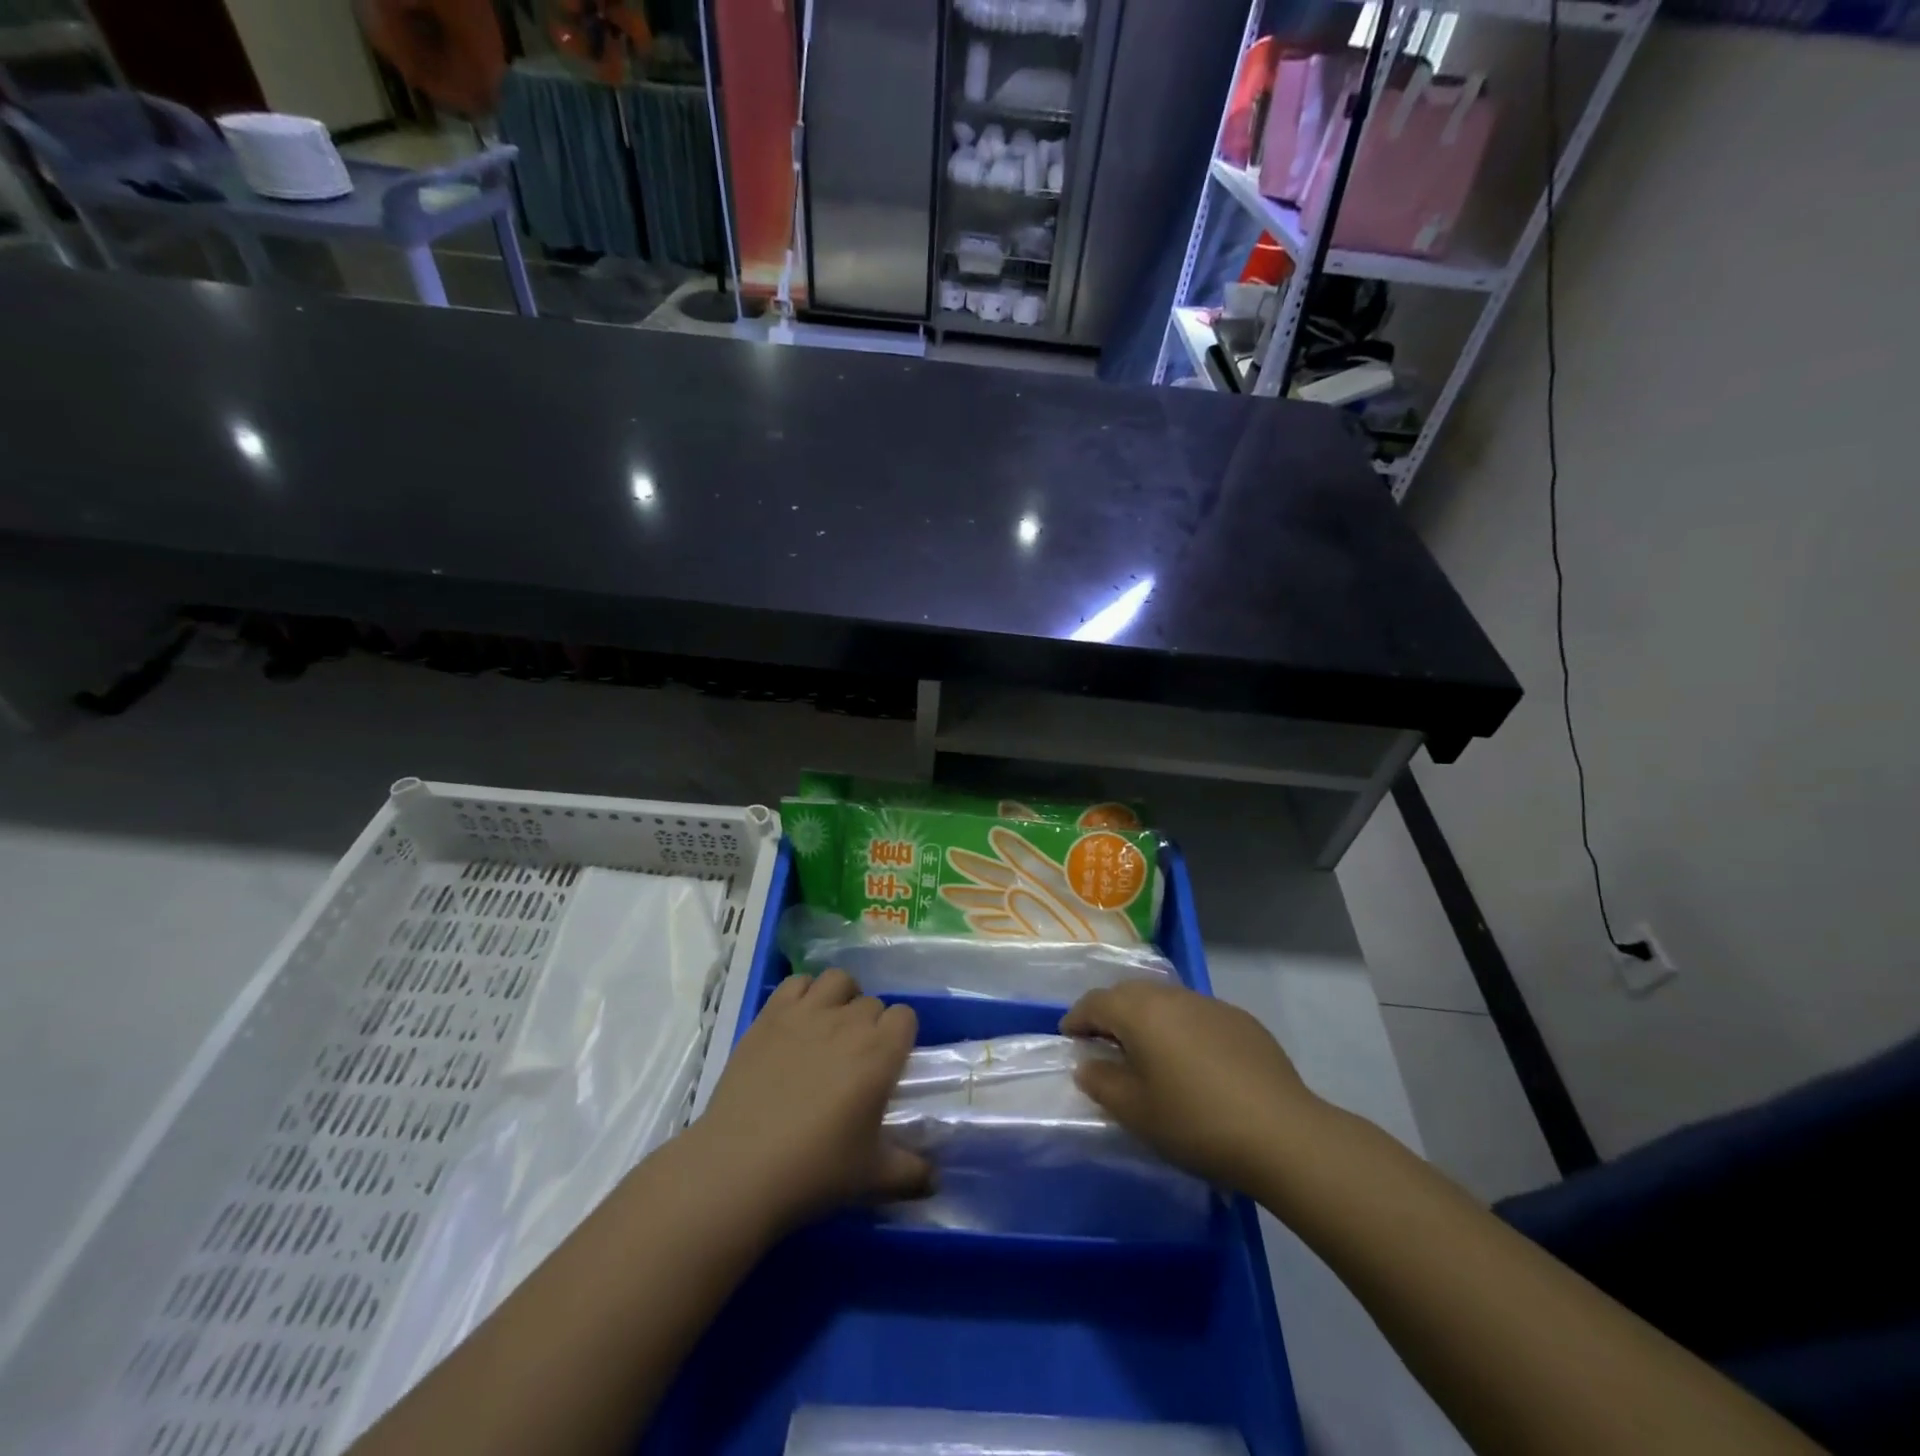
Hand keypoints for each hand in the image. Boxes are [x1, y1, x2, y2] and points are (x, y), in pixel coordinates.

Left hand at [692, 969, 930, 1233]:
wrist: (739, 1168)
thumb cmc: (814, 1171)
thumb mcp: (872, 1178)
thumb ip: (911, 1173)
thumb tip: (935, 1179)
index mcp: (880, 1053)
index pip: (905, 1017)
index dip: (900, 1037)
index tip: (888, 1064)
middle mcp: (848, 1022)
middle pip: (872, 1002)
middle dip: (870, 1025)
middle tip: (855, 1061)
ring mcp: (806, 1013)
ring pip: (838, 981)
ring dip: (842, 998)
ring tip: (831, 1027)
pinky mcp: (770, 1015)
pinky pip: (796, 982)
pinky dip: (803, 994)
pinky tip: (797, 1021)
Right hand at [1061, 980, 1321, 1193]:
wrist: (1281, 1133)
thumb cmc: (1195, 1122)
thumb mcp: (1136, 1111)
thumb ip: (1102, 1082)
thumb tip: (1087, 1064)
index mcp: (1140, 1012)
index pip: (1095, 1002)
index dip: (1077, 1018)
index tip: (1069, 1037)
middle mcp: (1172, 996)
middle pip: (1129, 994)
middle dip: (1110, 1013)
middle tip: (1102, 1042)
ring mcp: (1210, 1004)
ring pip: (1165, 1000)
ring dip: (1147, 1018)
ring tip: (1146, 1051)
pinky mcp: (1241, 1020)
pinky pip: (1196, 1014)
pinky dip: (1181, 1028)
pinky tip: (1192, 1062)